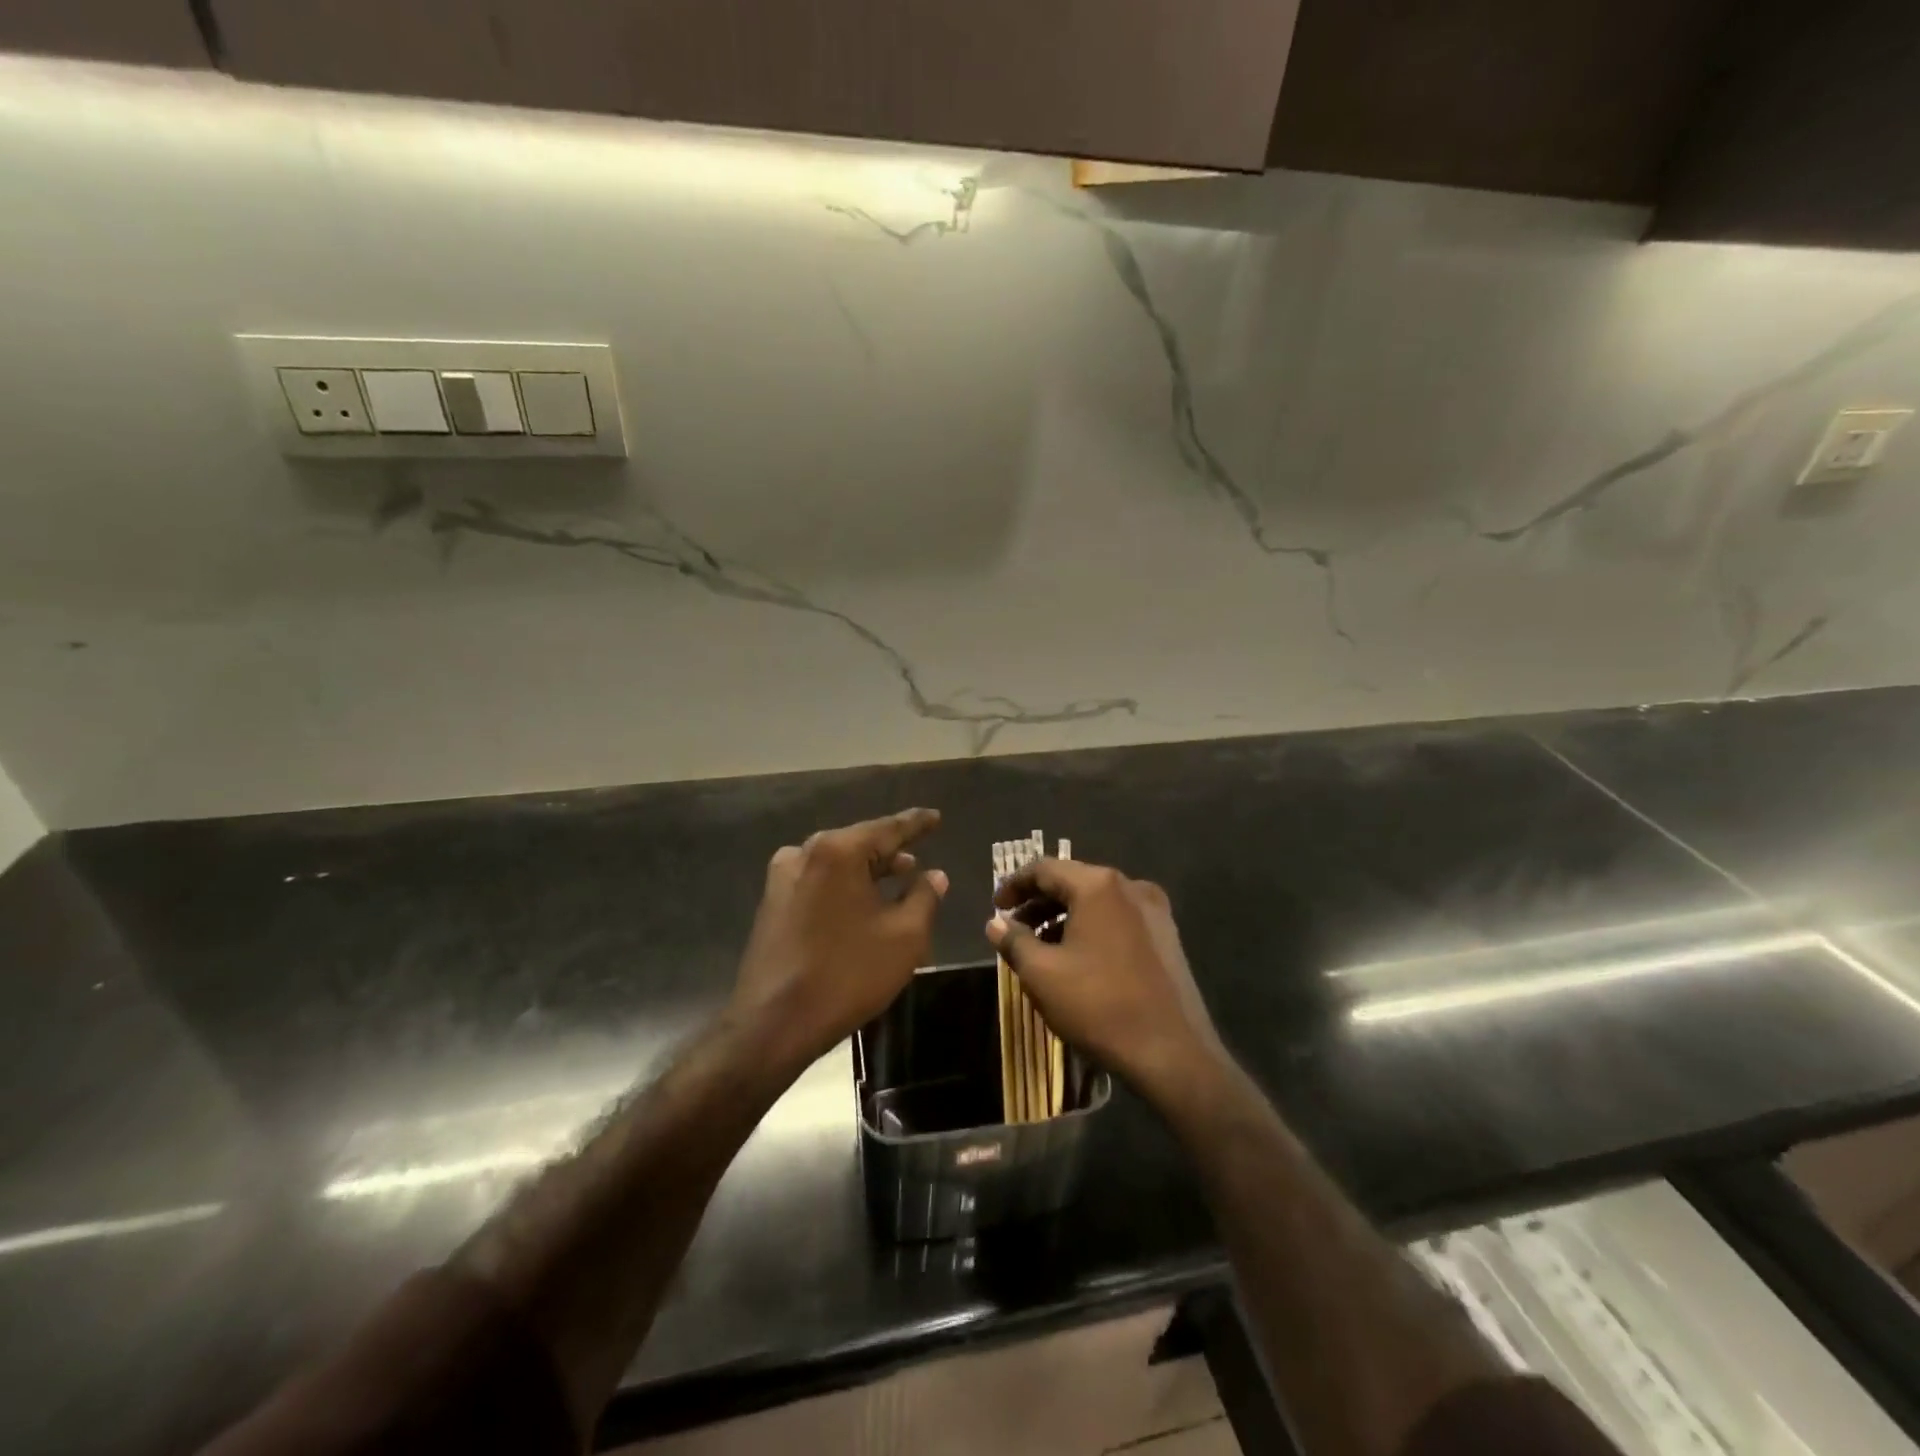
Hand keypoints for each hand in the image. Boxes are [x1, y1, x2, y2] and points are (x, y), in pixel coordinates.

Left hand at [728, 808, 947, 1070]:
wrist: (774, 1024)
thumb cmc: (847, 975)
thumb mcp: (904, 937)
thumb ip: (924, 897)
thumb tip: (935, 875)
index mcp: (837, 851)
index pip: (888, 828)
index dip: (916, 824)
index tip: (935, 817)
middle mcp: (805, 854)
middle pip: (858, 843)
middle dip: (890, 850)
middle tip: (919, 854)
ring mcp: (783, 879)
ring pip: (837, 864)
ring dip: (868, 870)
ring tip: (898, 877)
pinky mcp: (772, 904)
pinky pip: (819, 882)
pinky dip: (845, 886)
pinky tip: (862, 903)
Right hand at [988, 858, 1226, 1109]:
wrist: (1174, 1053)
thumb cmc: (1099, 1006)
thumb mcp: (1042, 974)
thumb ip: (1014, 941)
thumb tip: (996, 923)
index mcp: (1098, 886)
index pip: (1045, 869)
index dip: (1014, 885)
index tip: (995, 907)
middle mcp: (1130, 886)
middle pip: (1073, 882)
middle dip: (1038, 903)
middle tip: (1012, 927)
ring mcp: (1154, 911)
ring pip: (1096, 902)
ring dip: (1064, 917)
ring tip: (1040, 946)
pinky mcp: (1168, 937)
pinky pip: (1118, 920)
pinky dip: (1091, 929)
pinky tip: (1077, 958)